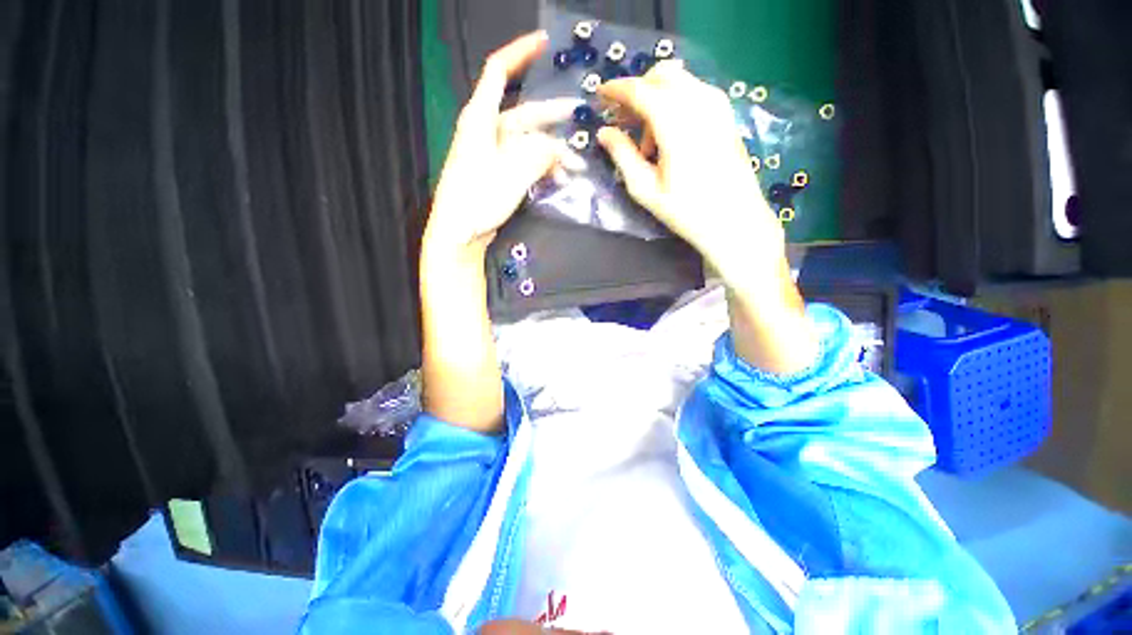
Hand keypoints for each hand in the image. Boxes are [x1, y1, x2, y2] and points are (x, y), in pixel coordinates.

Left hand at [425, 31, 574, 257]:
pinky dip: (544, 169)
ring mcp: (495, 155)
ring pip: (530, 143)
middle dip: (553, 117)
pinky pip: (526, 163)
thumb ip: (538, 155)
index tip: (544, 43)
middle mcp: (487, 132)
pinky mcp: (500, 175)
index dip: (520, 53)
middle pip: (524, 114)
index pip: (498, 73)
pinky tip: (560, 179)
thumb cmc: (477, 199)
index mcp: (481, 119)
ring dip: (553, 153)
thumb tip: (558, 147)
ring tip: (576, 167)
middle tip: (580, 117)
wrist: (459, 234)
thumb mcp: (512, 173)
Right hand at [595, 61, 784, 287]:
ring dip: (656, 98)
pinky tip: (670, 136)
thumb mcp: (646, 189)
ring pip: (679, 81)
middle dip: (637, 91)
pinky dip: (674, 102)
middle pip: (661, 75)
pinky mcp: (726, 113)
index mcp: (676, 121)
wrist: (734, 220)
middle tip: (624, 122)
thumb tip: (604, 133)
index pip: (640, 90)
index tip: (599, 95)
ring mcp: (717, 104)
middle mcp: (699, 102)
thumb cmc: (686, 210)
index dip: (616, 89)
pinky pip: (694, 91)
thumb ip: (623, 155)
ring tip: (648, 142)